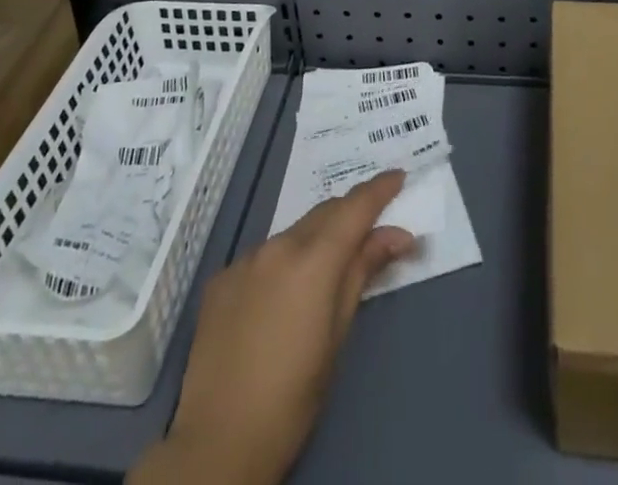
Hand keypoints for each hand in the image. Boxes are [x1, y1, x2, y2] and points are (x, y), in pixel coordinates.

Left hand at [130, 170, 414, 484]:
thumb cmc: (294, 396)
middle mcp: (278, 245)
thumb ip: (364, 272)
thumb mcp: (339, 333)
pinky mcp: (221, 279)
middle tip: (371, 227)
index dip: (379, 189)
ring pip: (292, 234)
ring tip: (324, 272)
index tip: (398, 176)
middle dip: (349, 214)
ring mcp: (245, 259)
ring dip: (314, 240)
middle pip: (323, 214)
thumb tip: (397, 236)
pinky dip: (281, 264)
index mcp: (313, 259)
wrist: (218, 441)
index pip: (354, 208)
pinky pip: (262, 258)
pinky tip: (280, 300)